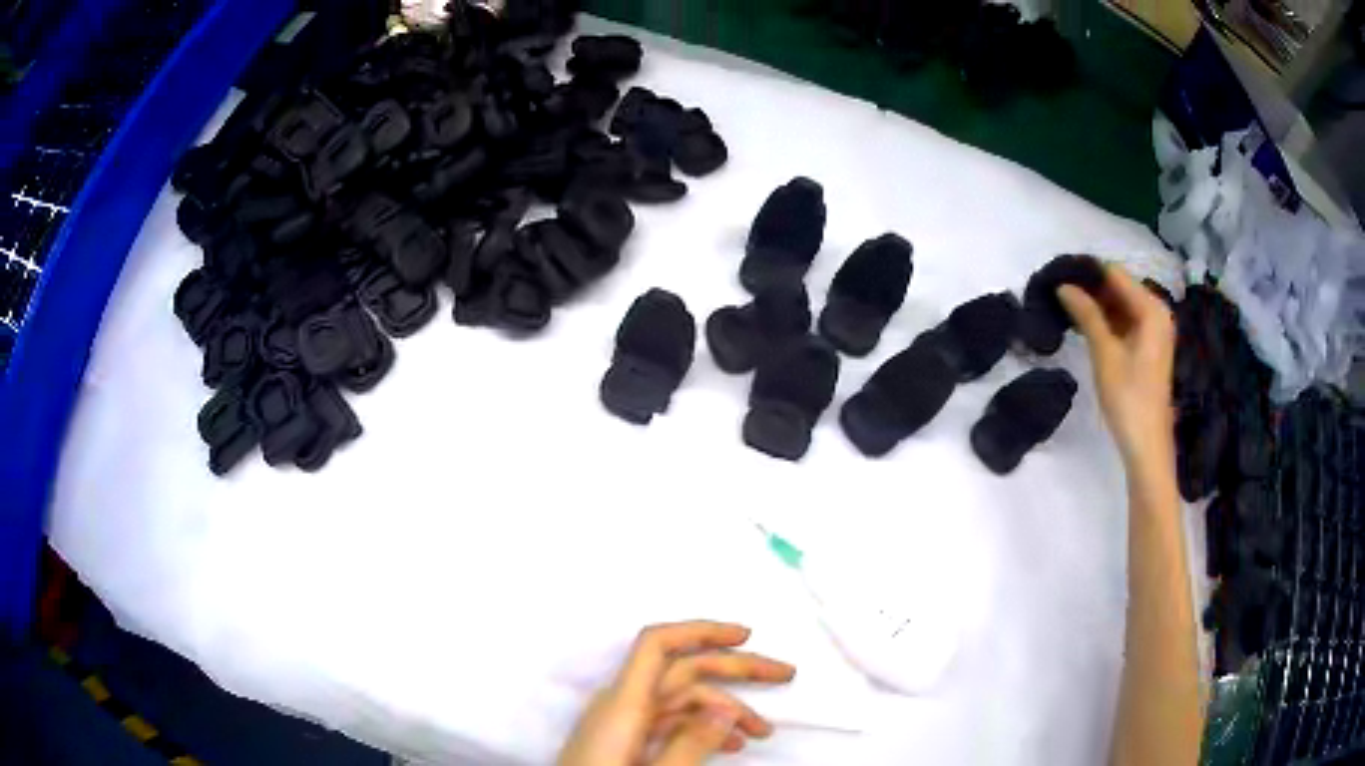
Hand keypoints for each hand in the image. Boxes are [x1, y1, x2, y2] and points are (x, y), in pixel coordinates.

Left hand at [557, 621, 795, 765]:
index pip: (657, 645)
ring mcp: (623, 723)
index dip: (701, 630)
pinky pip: (671, 721)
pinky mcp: (626, 740)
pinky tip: (732, 745)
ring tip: (764, 732)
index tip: (747, 635)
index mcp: (622, 705)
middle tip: (785, 674)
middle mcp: (622, 705)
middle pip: (682, 670)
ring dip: (726, 708)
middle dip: (735, 668)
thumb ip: (689, 744)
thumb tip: (727, 708)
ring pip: (683, 699)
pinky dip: (704, 726)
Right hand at [1057, 265, 1175, 471]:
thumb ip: (1086, 314)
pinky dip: (1106, 320)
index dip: (1087, 271)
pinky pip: (1125, 321)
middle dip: (1091, 287)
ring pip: (1121, 304)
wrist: (1146, 446)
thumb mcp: (1105, 353)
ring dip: (1097, 304)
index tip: (1058, 273)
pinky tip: (1085, 324)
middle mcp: (1156, 312)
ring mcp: (1154, 330)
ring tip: (1066, 305)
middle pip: (1119, 287)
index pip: (1115, 274)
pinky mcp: (1148, 346)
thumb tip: (1064, 285)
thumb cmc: (1129, 398)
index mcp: (1151, 309)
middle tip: (1058, 291)